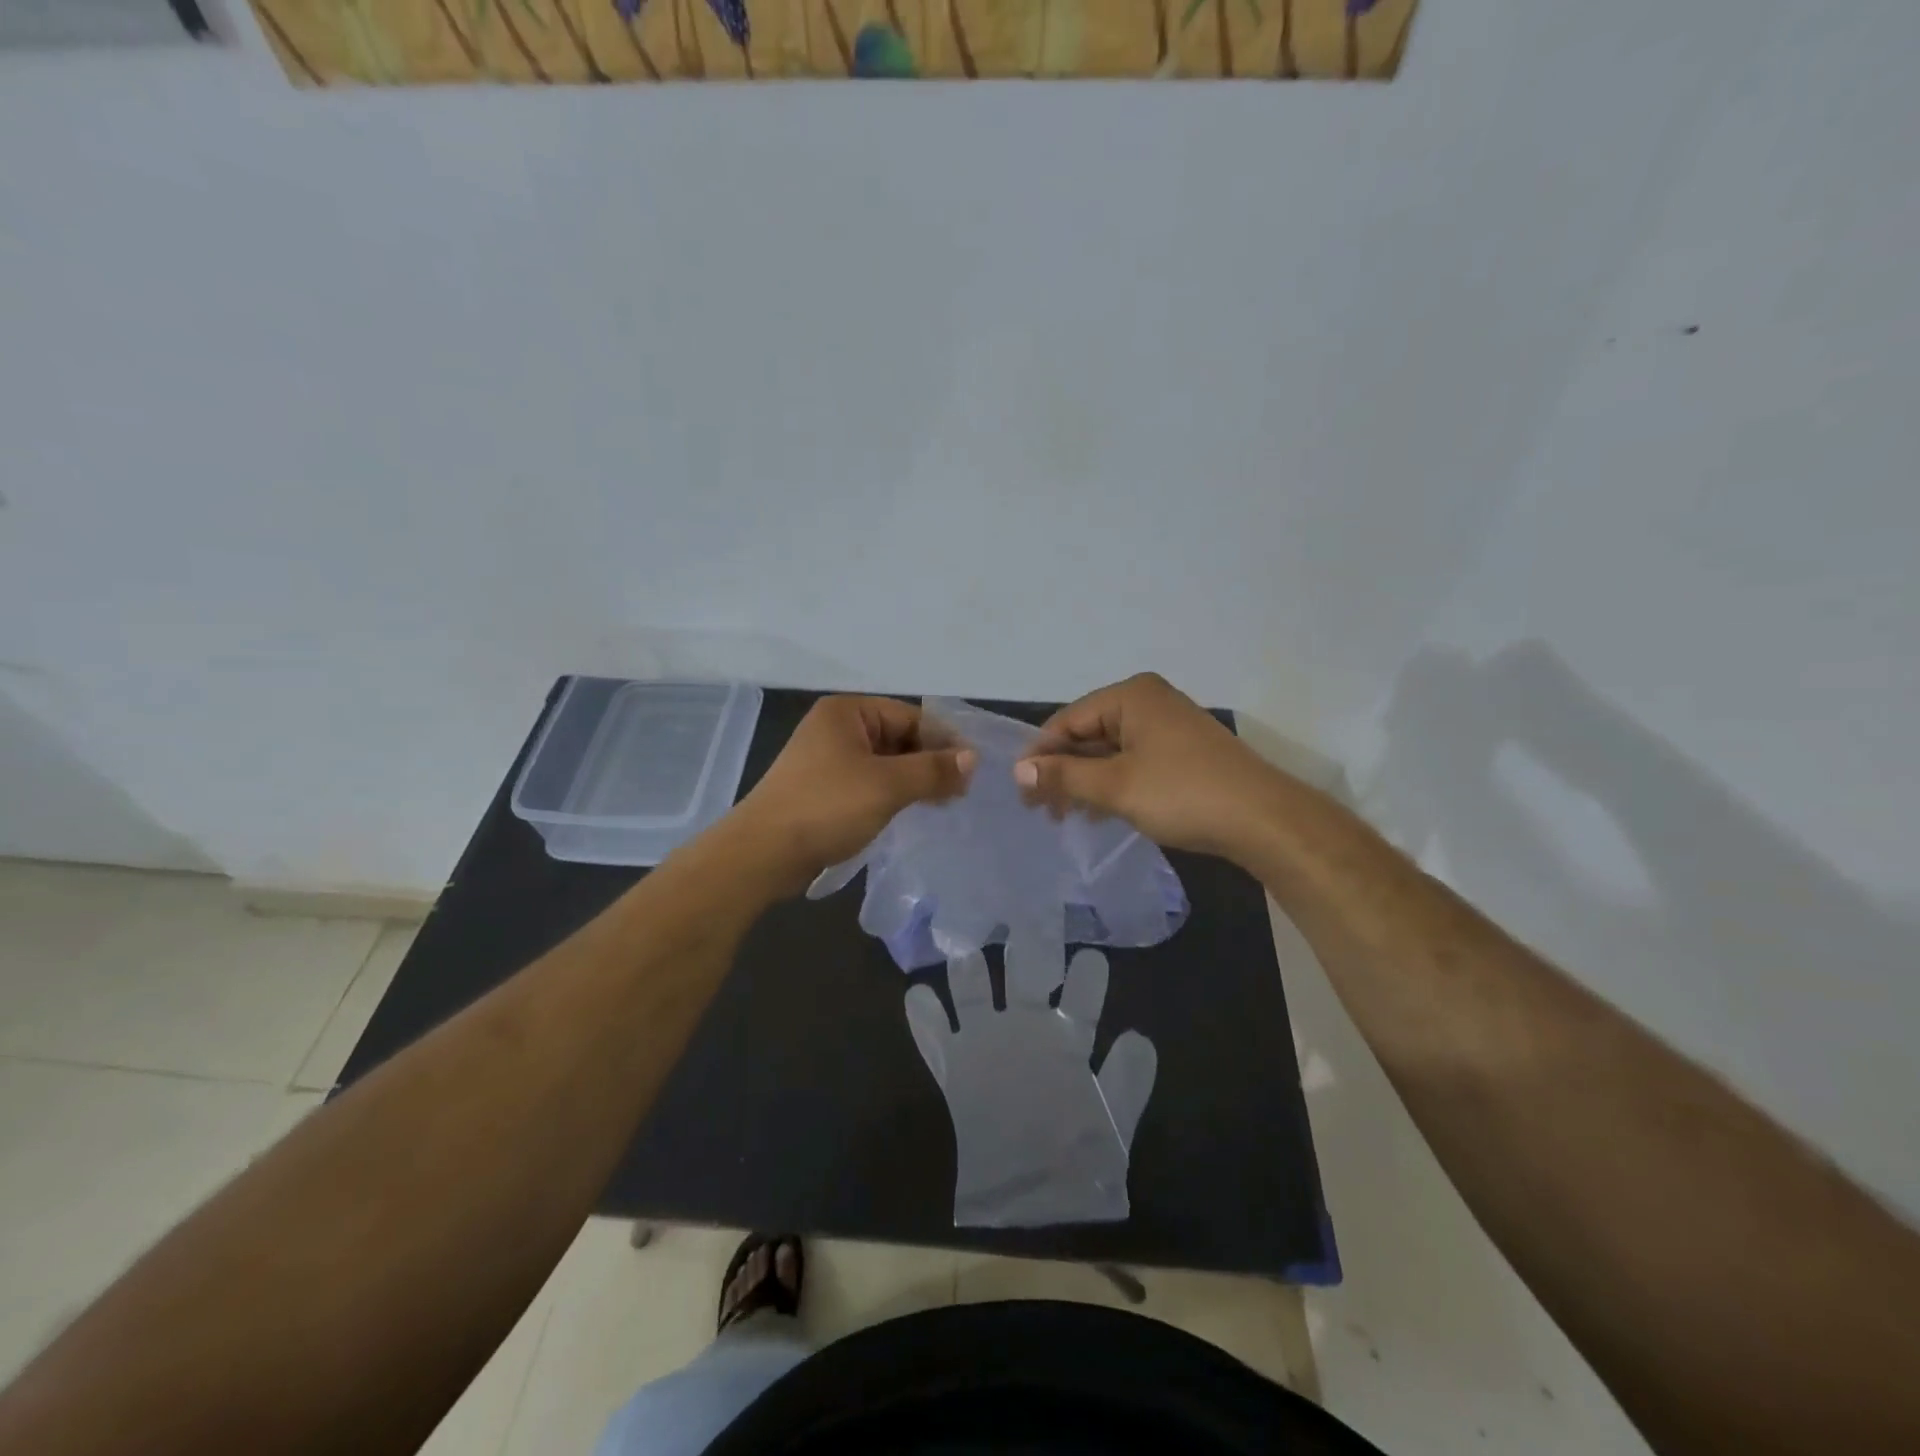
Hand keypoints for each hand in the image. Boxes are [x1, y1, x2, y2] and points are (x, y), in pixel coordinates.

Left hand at [736, 696, 975, 889]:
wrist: (763, 853)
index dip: (943, 741)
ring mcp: (826, 759)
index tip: (972, 770)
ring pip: (885, 763)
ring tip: (941, 804)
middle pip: (898, 738)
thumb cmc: (827, 807)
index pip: (910, 716)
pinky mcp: (823, 789)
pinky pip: (868, 783)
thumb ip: (933, 769)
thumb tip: (972, 759)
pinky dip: (891, 794)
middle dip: (929, 763)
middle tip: (960, 792)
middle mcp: (836, 728)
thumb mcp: (888, 785)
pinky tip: (910, 813)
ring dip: (913, 781)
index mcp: (847, 712)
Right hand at [904, 933, 1155, 1226]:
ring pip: (974, 997)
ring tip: (966, 955)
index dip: (1086, 979)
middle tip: (1026, 920)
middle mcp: (1026, 1031)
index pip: (1079, 1001)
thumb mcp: (1112, 1126)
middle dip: (1025, 952)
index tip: (1090, 957)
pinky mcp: (956, 1069)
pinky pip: (936, 1040)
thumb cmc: (1079, 1160)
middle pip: (1024, 979)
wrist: (1032, 1202)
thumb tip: (1138, 1035)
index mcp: (1067, 1041)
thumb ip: (1126, 1084)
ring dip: (969, 976)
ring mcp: (987, 1046)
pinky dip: (925, 1019)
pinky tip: (917, 995)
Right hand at [1013, 672, 1274, 856]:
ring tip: (1066, 817)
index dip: (1040, 755)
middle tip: (1041, 811)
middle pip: (1088, 733)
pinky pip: (1132, 760)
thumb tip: (1018, 772)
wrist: (1263, 820)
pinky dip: (1112, 783)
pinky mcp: (1183, 751)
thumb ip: (1064, 776)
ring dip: (1085, 781)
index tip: (1021, 792)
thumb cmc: (1182, 794)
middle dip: (1062, 771)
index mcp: (1131, 695)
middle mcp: (1149, 700)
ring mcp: (1168, 725)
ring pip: (1110, 750)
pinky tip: (1099, 812)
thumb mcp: (1115, 786)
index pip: (1067, 720)